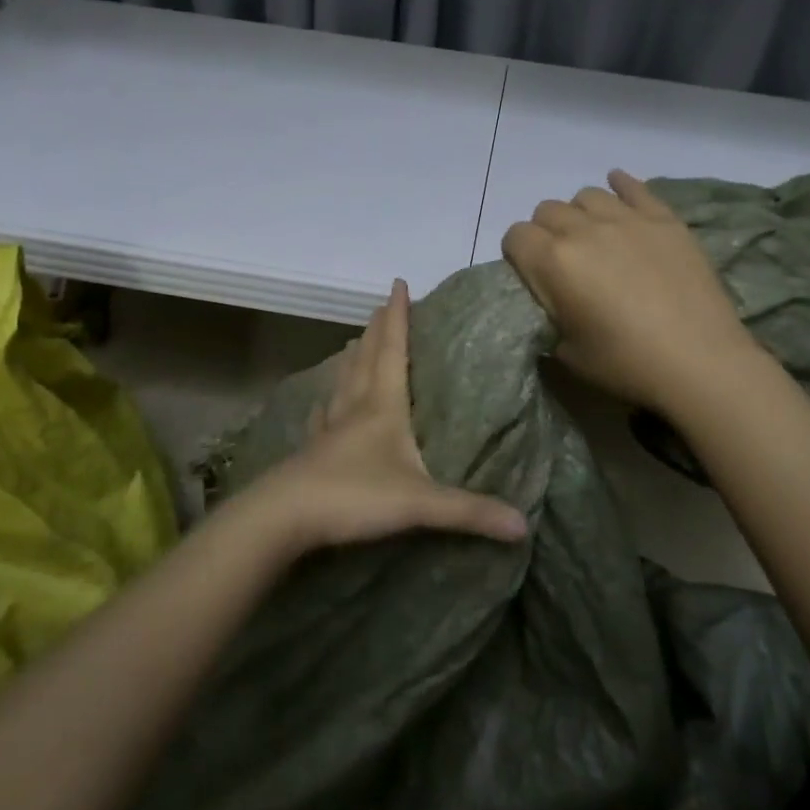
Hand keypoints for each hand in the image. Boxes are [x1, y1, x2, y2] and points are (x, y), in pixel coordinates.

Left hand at [228, 280, 528, 559]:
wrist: (286, 516)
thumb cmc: (355, 496)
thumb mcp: (420, 503)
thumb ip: (470, 511)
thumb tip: (524, 525)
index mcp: (383, 406)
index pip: (393, 350)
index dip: (398, 317)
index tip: (398, 284)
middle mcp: (355, 407)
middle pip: (366, 358)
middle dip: (377, 330)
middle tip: (380, 305)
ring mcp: (330, 428)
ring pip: (344, 382)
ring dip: (353, 358)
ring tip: (355, 342)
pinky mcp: (313, 450)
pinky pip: (324, 417)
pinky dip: (328, 403)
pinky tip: (323, 404)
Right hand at [501, 170, 759, 410]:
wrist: (699, 361)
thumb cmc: (626, 364)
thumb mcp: (567, 352)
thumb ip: (550, 317)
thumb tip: (552, 304)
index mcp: (553, 262)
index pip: (515, 236)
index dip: (518, 254)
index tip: (532, 275)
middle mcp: (583, 230)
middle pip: (547, 210)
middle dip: (546, 232)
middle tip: (564, 262)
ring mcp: (626, 219)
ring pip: (586, 195)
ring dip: (581, 214)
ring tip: (594, 237)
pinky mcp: (663, 219)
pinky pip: (634, 187)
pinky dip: (621, 186)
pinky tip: (618, 189)